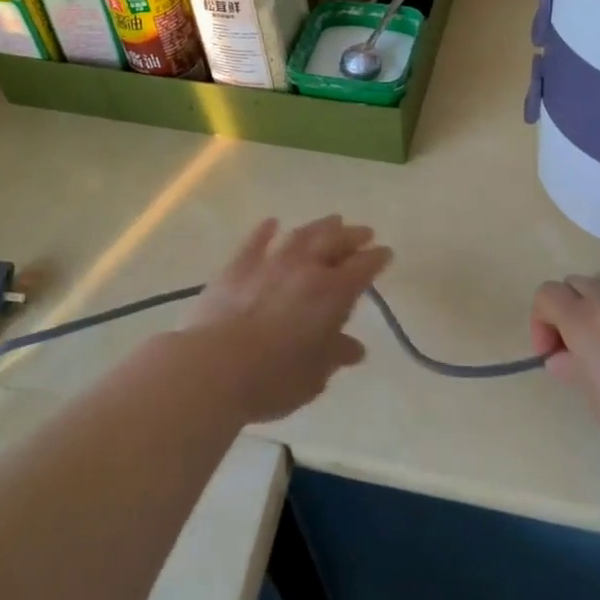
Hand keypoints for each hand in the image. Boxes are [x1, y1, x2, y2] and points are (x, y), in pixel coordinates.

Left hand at [181, 217, 390, 421]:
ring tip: (331, 221)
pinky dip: (266, 230)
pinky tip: (272, 223)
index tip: (386, 252)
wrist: (214, 367)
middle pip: (334, 243)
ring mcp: (269, 263)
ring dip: (319, 227)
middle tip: (364, 231)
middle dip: (352, 236)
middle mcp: (304, 269)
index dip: (376, 259)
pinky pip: (255, 241)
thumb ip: (334, 355)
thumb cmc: (273, 379)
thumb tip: (353, 348)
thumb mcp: (314, 376)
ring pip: (300, 236)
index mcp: (331, 294)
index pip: (362, 269)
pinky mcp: (237, 267)